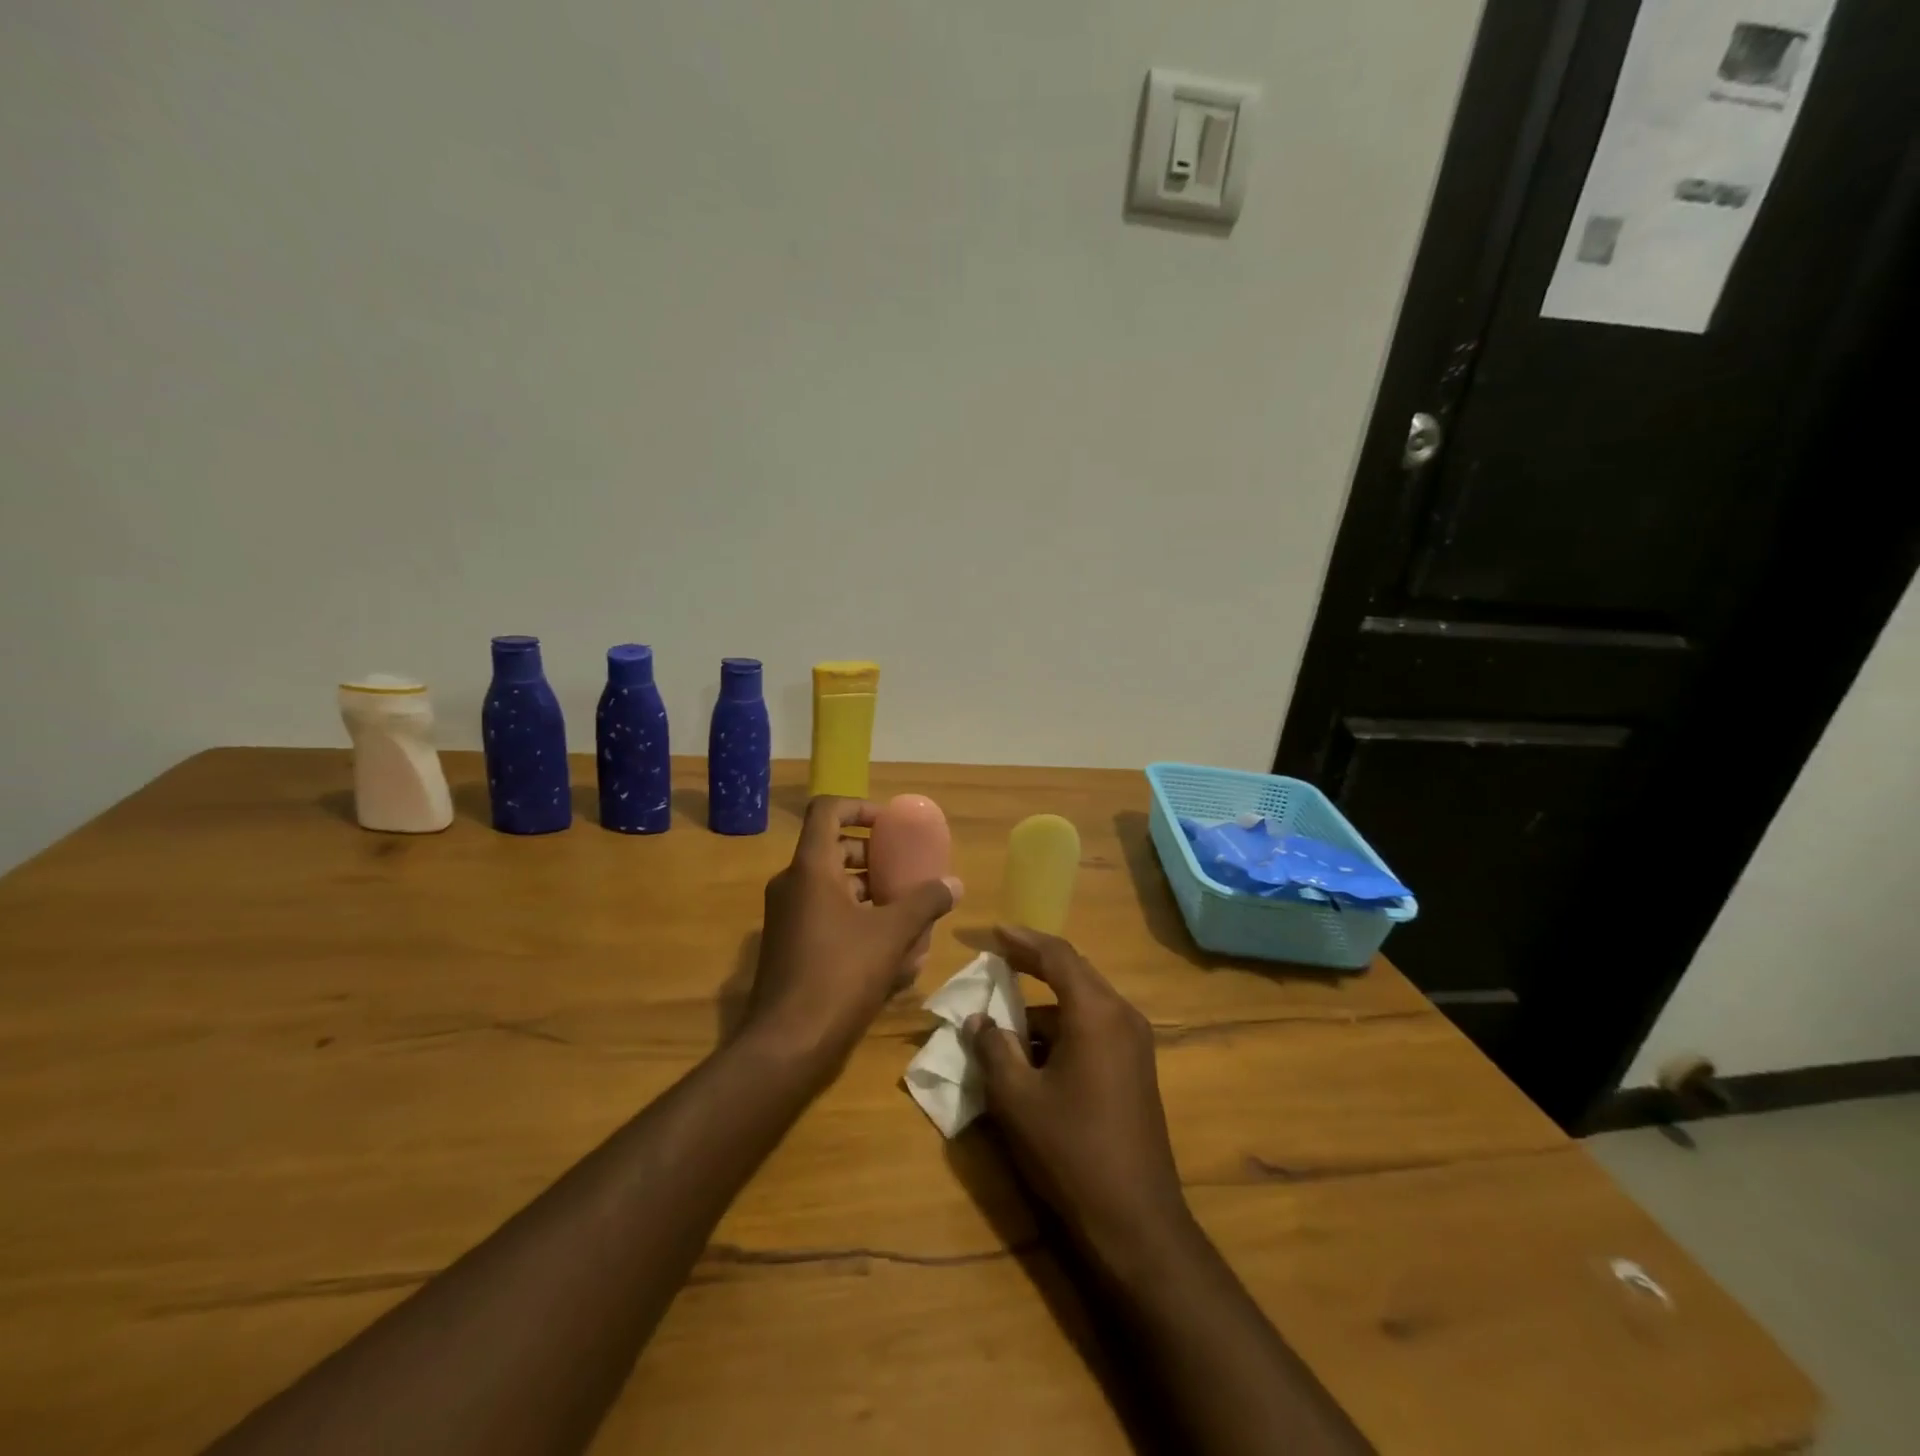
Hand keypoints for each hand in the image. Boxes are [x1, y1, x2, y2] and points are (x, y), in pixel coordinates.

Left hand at [744, 796, 961, 1078]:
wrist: (787, 1045)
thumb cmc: (839, 975)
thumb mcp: (891, 935)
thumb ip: (925, 902)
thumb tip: (955, 884)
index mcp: (810, 869)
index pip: (828, 811)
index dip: (860, 807)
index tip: (891, 825)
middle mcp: (793, 885)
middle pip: (834, 850)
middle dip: (874, 858)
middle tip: (907, 872)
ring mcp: (788, 919)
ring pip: (834, 889)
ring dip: (871, 894)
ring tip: (910, 914)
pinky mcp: (791, 948)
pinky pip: (828, 919)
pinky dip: (859, 923)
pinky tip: (894, 954)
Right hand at [966, 926, 1192, 1266]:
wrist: (1136, 1221)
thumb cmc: (1071, 1152)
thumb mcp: (1017, 1099)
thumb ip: (993, 1049)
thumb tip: (979, 1019)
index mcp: (1096, 1012)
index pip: (1057, 955)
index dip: (1022, 939)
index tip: (992, 931)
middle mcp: (1122, 1016)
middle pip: (1074, 973)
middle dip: (1033, 965)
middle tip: (996, 960)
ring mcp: (1135, 1043)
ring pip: (1082, 1004)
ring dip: (1045, 1006)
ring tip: (1005, 1022)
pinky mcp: (1137, 1068)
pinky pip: (1094, 1028)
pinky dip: (1062, 1030)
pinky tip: (1034, 1055)